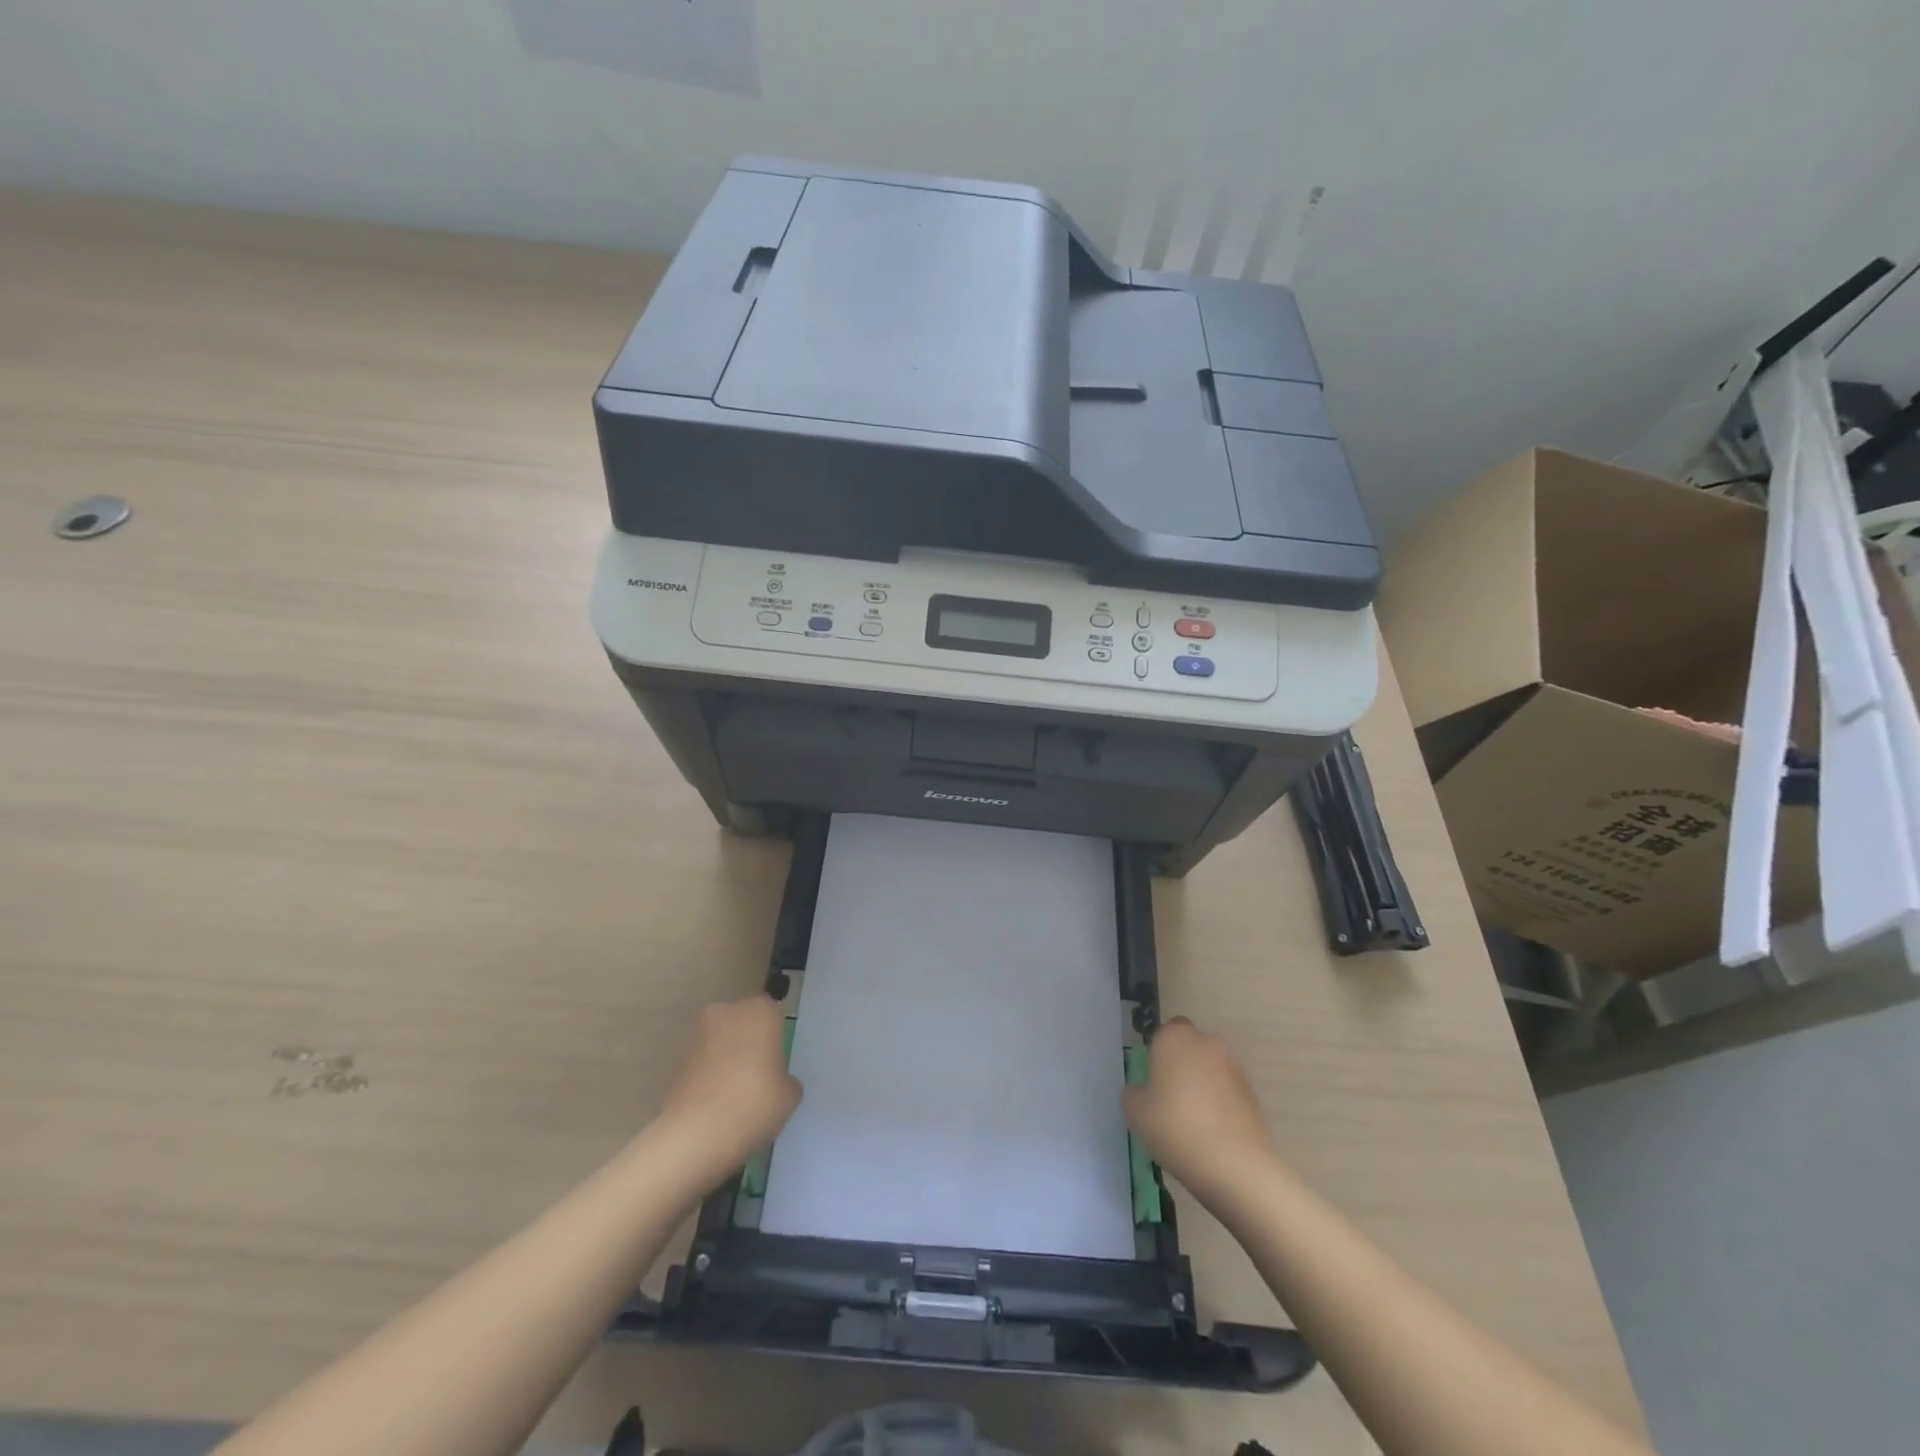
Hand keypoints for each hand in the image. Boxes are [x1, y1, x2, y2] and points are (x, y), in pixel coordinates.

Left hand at [655, 995, 801, 1180]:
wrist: (694, 1135)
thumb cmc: (753, 1104)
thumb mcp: (790, 1095)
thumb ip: (786, 1078)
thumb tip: (775, 1080)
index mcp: (760, 1011)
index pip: (774, 1013)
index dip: (777, 1036)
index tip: (779, 1060)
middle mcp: (728, 1012)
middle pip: (745, 1021)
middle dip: (751, 1041)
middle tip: (760, 1074)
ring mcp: (699, 1034)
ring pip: (722, 1040)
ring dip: (728, 1057)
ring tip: (736, 1093)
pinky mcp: (678, 1059)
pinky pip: (704, 1061)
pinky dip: (710, 1074)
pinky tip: (717, 1103)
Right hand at [1123, 1017, 1275, 1199]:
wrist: (1235, 1165)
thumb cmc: (1175, 1128)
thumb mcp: (1135, 1111)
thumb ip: (1135, 1092)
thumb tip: (1145, 1090)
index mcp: (1175, 1037)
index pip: (1163, 1032)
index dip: (1157, 1053)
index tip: (1152, 1080)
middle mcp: (1206, 1042)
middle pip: (1189, 1046)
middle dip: (1180, 1064)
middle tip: (1169, 1098)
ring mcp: (1233, 1066)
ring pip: (1209, 1067)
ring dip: (1201, 1083)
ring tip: (1193, 1119)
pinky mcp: (1252, 1092)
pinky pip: (1226, 1089)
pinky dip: (1219, 1101)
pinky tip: (1212, 1131)